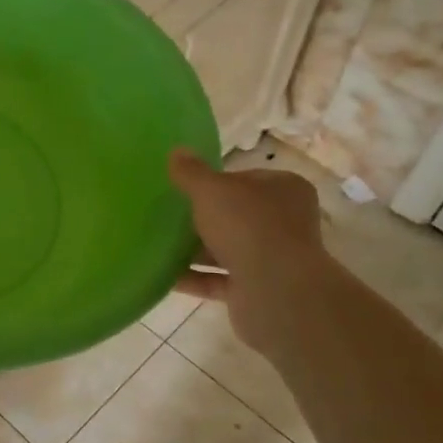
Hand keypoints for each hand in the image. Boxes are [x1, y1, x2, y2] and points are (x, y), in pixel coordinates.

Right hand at [168, 149, 328, 353]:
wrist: (276, 291)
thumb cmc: (247, 227)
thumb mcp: (211, 190)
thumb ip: (191, 172)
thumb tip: (176, 151)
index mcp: (284, 189)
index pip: (245, 179)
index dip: (214, 182)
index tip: (185, 189)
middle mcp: (285, 222)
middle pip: (235, 215)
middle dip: (202, 218)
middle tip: (167, 216)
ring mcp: (273, 258)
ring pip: (227, 249)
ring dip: (195, 250)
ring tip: (158, 245)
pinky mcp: (258, 289)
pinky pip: (218, 280)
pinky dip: (194, 278)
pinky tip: (164, 276)